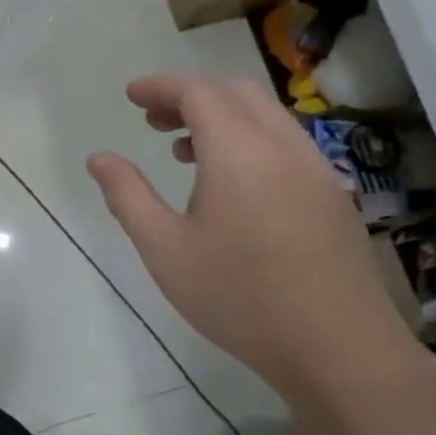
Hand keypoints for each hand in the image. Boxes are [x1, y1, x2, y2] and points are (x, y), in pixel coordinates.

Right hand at [86, 76, 421, 399]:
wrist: (337, 347)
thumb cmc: (238, 297)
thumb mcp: (164, 249)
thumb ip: (128, 196)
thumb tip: (99, 159)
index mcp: (239, 152)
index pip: (198, 93)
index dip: (161, 87)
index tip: (131, 95)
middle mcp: (283, 146)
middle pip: (236, 93)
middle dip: (190, 96)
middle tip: (152, 120)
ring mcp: (316, 169)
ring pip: (266, 116)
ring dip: (221, 117)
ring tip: (183, 150)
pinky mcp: (332, 195)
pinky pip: (285, 143)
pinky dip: (249, 139)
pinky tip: (231, 185)